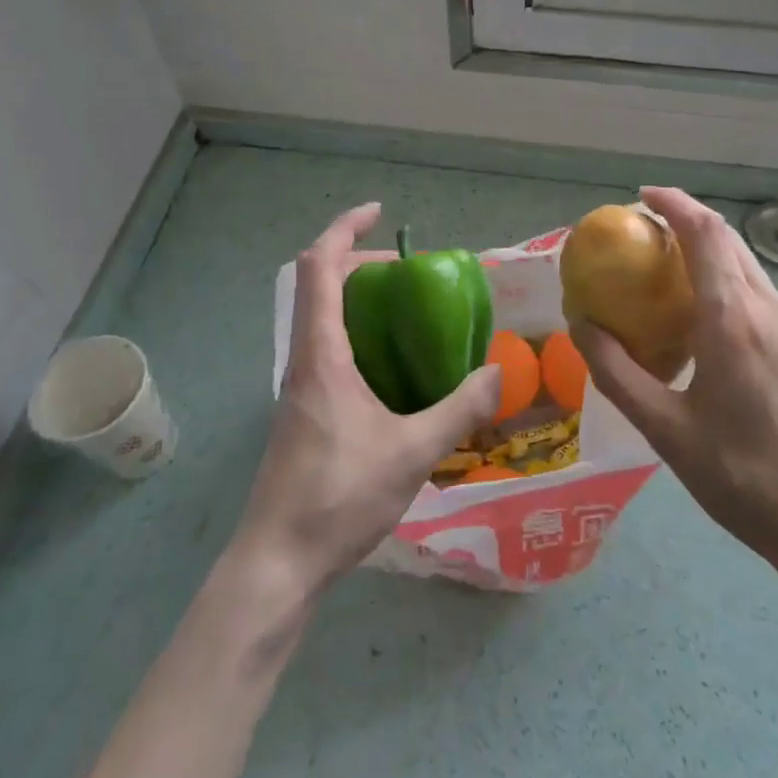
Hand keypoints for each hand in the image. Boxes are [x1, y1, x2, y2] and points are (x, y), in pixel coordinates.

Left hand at [232, 203, 501, 596]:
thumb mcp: (412, 452)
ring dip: (361, 302)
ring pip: (324, 320)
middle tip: (412, 275)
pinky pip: (331, 352)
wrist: (277, 564)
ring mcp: (301, 388)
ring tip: (411, 316)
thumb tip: (500, 374)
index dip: (345, 229)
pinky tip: (398, 374)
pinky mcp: (305, 413)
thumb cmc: (338, 498)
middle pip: (321, 286)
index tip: (380, 214)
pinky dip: (361, 337)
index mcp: (321, 355)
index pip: (320, 267)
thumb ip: (459, 410)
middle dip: (362, 265)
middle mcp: (304, 361)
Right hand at [572, 188, 777, 621]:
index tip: (643, 197)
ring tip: (675, 288)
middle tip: (648, 241)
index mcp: (734, 319)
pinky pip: (769, 305)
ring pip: (753, 274)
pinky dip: (735, 294)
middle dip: (689, 227)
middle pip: (731, 244)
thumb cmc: (747, 481)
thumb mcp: (667, 431)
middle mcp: (773, 311)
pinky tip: (719, 338)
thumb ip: (617, 372)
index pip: (705, 232)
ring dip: (713, 262)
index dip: (674, 203)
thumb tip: (580, 324)